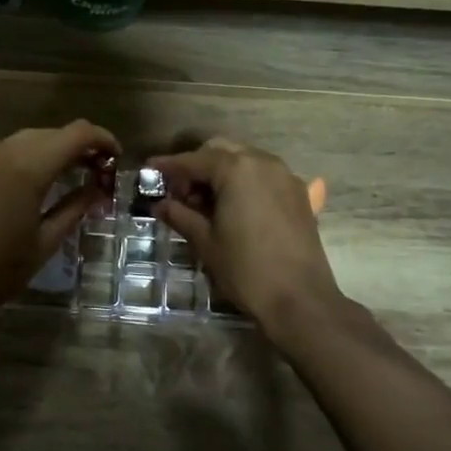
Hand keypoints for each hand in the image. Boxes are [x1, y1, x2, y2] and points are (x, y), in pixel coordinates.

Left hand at [0, 119, 118, 320]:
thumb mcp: (46, 242)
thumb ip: (75, 208)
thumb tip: (98, 189)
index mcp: (29, 167)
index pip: (76, 134)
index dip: (102, 139)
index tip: (116, 159)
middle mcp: (4, 152)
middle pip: (52, 133)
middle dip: (79, 146)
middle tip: (97, 173)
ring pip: (27, 140)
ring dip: (52, 150)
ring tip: (68, 176)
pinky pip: (4, 152)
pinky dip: (26, 158)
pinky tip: (32, 184)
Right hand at [148, 137, 340, 334]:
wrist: (301, 299)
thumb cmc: (246, 269)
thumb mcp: (205, 242)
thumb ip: (180, 215)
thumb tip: (159, 204)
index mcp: (236, 169)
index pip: (193, 160)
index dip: (169, 166)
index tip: (149, 169)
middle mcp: (263, 162)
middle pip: (220, 151)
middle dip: (197, 166)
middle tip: (179, 192)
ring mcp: (285, 176)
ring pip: (244, 160)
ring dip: (221, 172)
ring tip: (205, 203)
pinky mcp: (299, 194)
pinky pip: (264, 175)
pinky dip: (245, 182)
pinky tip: (234, 207)